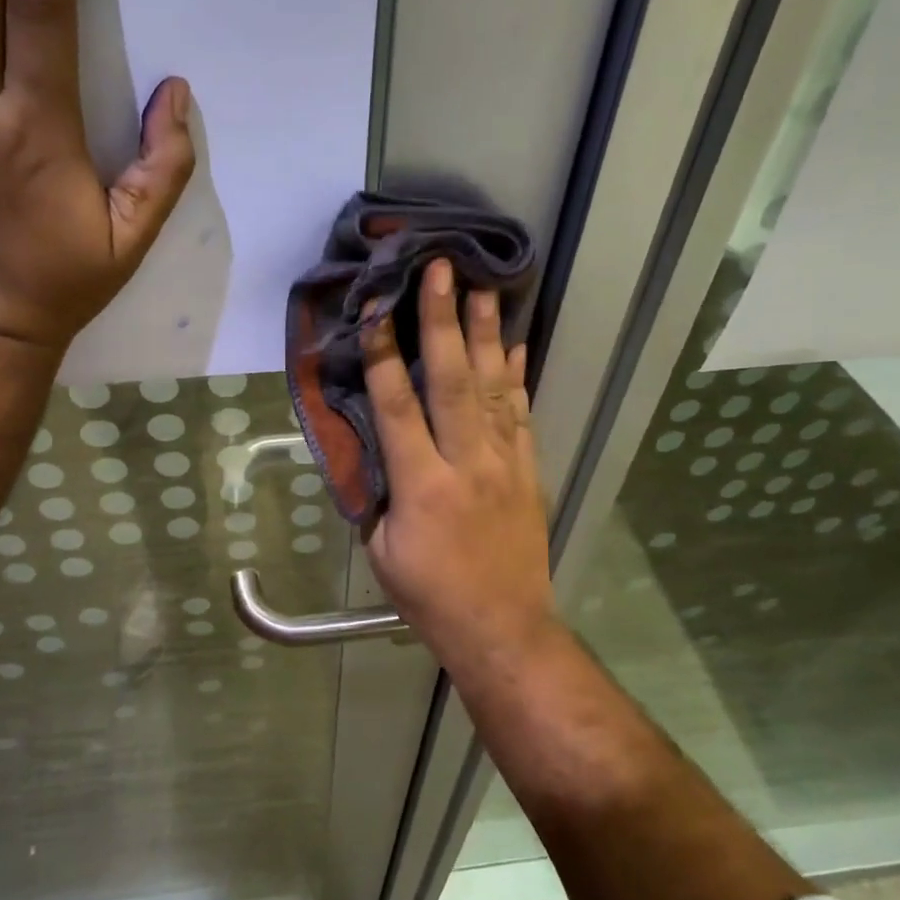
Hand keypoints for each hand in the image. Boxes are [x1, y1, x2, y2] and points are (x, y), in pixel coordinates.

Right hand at [363, 259, 558, 671]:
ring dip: (486, 335)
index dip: (383, 354)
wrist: (503, 629)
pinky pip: (521, 415)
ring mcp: (504, 463)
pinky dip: (517, 377)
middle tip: (441, 270)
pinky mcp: (527, 471)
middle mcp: (466, 462)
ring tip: (484, 288)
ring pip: (493, 388)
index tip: (375, 310)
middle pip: (452, 380)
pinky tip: (515, 345)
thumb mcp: (382, 550)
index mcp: (421, 484)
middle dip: (443, 321)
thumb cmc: (430, 596)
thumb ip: (378, 493)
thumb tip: (373, 449)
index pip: (396, 406)